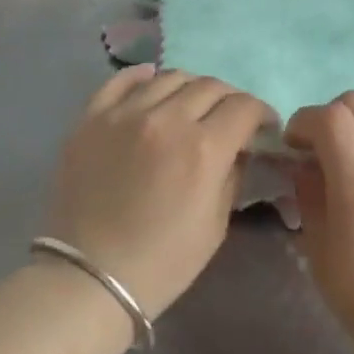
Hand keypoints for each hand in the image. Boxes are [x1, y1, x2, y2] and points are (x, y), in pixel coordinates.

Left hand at [46, 65, 272, 318]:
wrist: (88, 278)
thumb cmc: (162, 262)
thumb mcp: (215, 225)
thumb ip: (232, 175)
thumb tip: (238, 147)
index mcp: (203, 148)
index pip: (244, 107)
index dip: (261, 113)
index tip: (264, 126)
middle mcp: (166, 119)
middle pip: (210, 86)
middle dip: (230, 99)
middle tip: (231, 118)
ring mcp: (124, 113)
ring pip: (170, 77)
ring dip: (191, 87)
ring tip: (191, 105)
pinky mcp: (92, 117)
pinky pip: (121, 80)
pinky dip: (143, 76)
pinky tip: (152, 82)